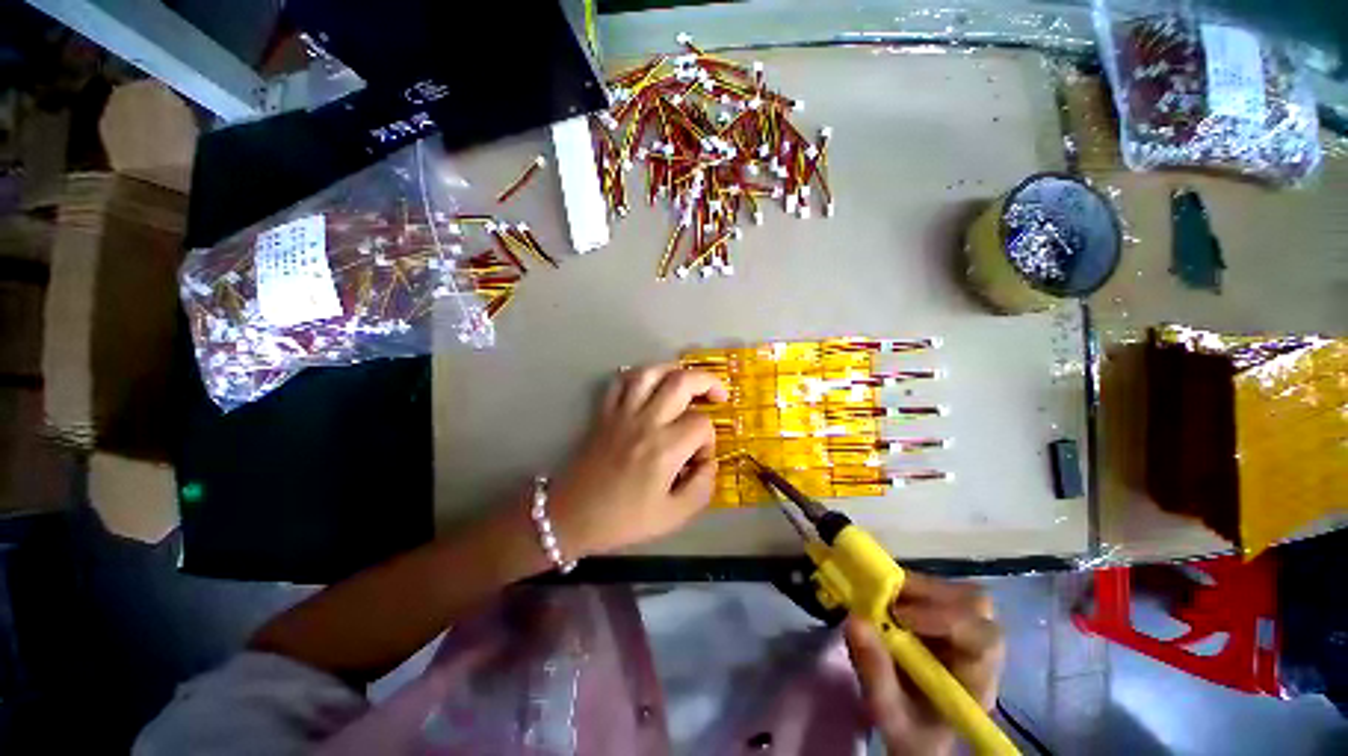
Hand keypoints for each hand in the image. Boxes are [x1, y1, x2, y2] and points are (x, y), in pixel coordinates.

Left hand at [548, 364, 728, 557]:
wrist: (571, 517)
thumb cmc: (623, 519)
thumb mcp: (673, 517)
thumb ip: (701, 489)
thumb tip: (710, 463)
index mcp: (665, 449)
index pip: (701, 425)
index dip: (710, 440)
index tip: (700, 459)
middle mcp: (646, 422)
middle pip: (682, 382)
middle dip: (707, 383)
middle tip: (718, 396)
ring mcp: (622, 413)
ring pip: (650, 372)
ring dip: (674, 370)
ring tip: (686, 381)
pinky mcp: (604, 413)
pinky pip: (620, 381)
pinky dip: (637, 375)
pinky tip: (649, 386)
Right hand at [843, 574, 1004, 755]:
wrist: (916, 733)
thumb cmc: (909, 730)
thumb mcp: (889, 713)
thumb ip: (875, 673)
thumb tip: (854, 620)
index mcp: (977, 679)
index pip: (983, 637)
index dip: (945, 618)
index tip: (900, 617)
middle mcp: (980, 650)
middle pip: (974, 605)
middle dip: (929, 594)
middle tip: (887, 598)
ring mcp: (965, 630)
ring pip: (957, 592)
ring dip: (917, 588)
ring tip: (883, 597)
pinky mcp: (946, 618)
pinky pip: (937, 590)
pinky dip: (910, 587)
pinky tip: (887, 598)